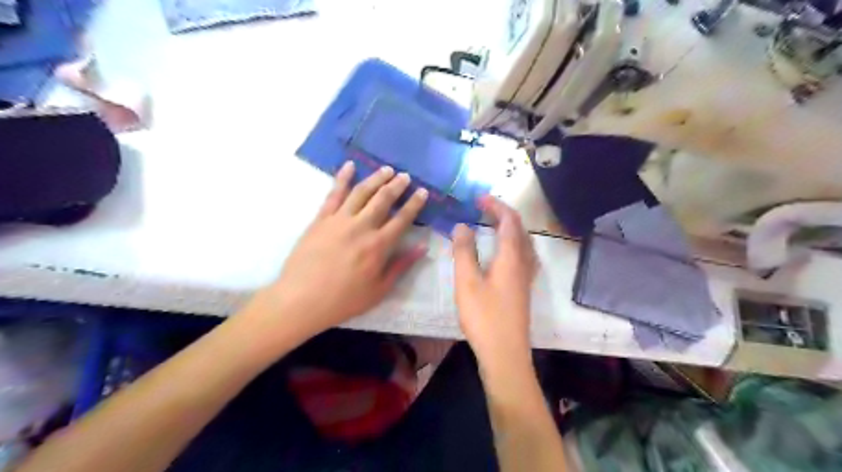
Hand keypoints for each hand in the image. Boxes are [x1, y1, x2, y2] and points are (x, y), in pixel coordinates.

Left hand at [257, 162, 427, 339]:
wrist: (302, 299)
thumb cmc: (344, 299)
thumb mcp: (379, 289)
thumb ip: (401, 266)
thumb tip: (422, 248)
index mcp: (379, 245)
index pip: (403, 218)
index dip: (415, 203)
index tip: (423, 191)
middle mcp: (362, 226)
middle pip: (383, 199)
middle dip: (397, 185)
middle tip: (406, 176)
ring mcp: (339, 220)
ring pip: (362, 192)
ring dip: (376, 178)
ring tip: (387, 169)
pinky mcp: (321, 219)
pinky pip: (334, 194)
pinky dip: (342, 178)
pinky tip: (349, 166)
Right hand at [454, 197, 539, 373]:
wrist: (505, 354)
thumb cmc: (484, 317)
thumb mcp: (467, 282)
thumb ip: (464, 252)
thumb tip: (462, 226)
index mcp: (511, 257)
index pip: (509, 221)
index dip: (495, 206)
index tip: (478, 198)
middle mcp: (524, 263)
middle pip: (519, 229)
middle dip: (502, 213)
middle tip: (482, 208)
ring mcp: (526, 277)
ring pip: (523, 242)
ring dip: (509, 227)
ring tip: (491, 224)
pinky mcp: (523, 288)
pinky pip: (522, 254)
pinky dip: (512, 243)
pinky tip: (502, 252)